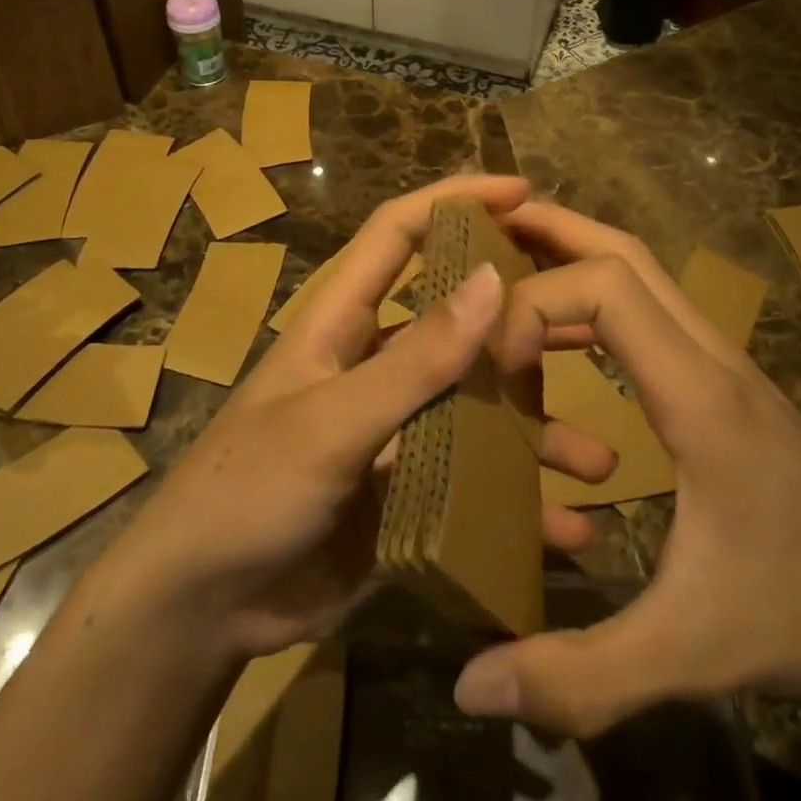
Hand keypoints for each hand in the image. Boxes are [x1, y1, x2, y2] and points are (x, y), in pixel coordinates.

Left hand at [111, 177, 616, 662]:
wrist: (203, 608)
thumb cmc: (248, 490)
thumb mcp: (333, 421)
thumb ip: (414, 359)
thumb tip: (493, 280)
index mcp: (343, 321)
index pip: (399, 232)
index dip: (455, 200)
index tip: (523, 192)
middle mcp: (376, 363)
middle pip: (458, 319)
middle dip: (521, 317)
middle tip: (591, 319)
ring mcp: (394, 428)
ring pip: (477, 406)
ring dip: (534, 428)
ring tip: (597, 456)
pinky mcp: (406, 489)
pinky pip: (473, 483)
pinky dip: (516, 503)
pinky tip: (566, 528)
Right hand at [453, 201, 800, 735]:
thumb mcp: (690, 652)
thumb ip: (583, 675)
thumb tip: (471, 686)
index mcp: (699, 397)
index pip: (608, 289)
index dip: (536, 304)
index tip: (497, 368)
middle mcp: (711, 358)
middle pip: (627, 253)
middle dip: (552, 231)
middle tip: (483, 231)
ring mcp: (723, 364)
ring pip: (643, 274)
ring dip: (575, 258)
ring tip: (508, 270)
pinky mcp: (724, 383)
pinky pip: (651, 313)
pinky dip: (597, 301)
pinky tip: (564, 339)